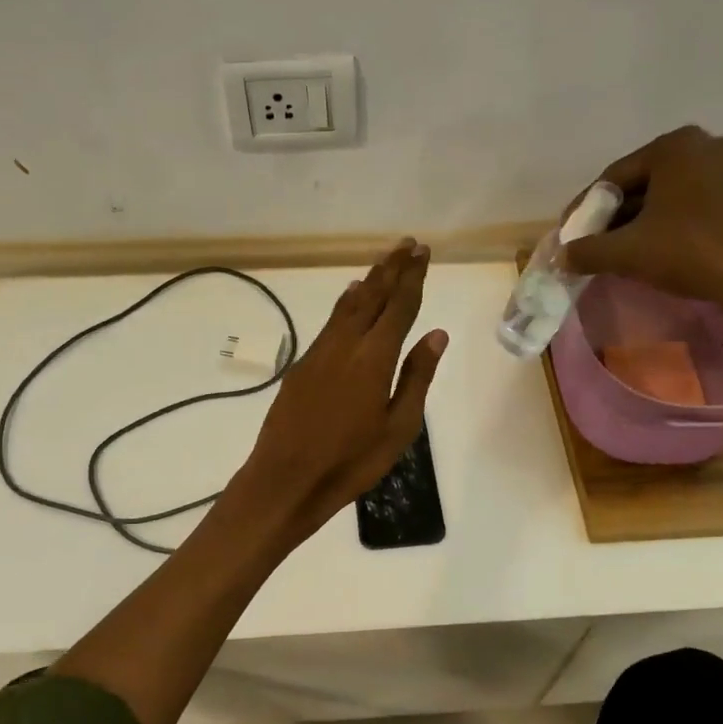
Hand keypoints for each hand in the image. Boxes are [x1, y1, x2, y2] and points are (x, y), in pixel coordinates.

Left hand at [232, 239, 447, 541]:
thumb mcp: (398, 427)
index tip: (423, 252)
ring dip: (368, 280)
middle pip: (372, 295)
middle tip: (408, 244)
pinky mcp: (302, 364)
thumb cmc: (351, 461)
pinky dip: (346, 303)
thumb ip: (416, 377)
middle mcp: (346, 344)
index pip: (399, 306)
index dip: (413, 277)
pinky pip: (331, 321)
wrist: (286, 478)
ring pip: (348, 305)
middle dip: (392, 268)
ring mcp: (320, 352)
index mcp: (375, 358)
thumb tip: (437, 335)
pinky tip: (351, 297)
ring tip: (384, 262)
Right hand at [562, 127, 722, 342]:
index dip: (587, 208)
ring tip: (633, 251)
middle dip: (620, 215)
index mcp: (676, 145)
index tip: (572, 234)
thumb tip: (561, 255)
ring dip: (651, 221)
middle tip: (599, 244)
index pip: (615, 177)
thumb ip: (587, 250)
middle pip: (647, 183)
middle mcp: (711, 145)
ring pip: (678, 196)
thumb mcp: (626, 252)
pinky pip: (707, 206)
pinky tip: (674, 251)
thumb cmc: (691, 252)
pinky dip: (684, 225)